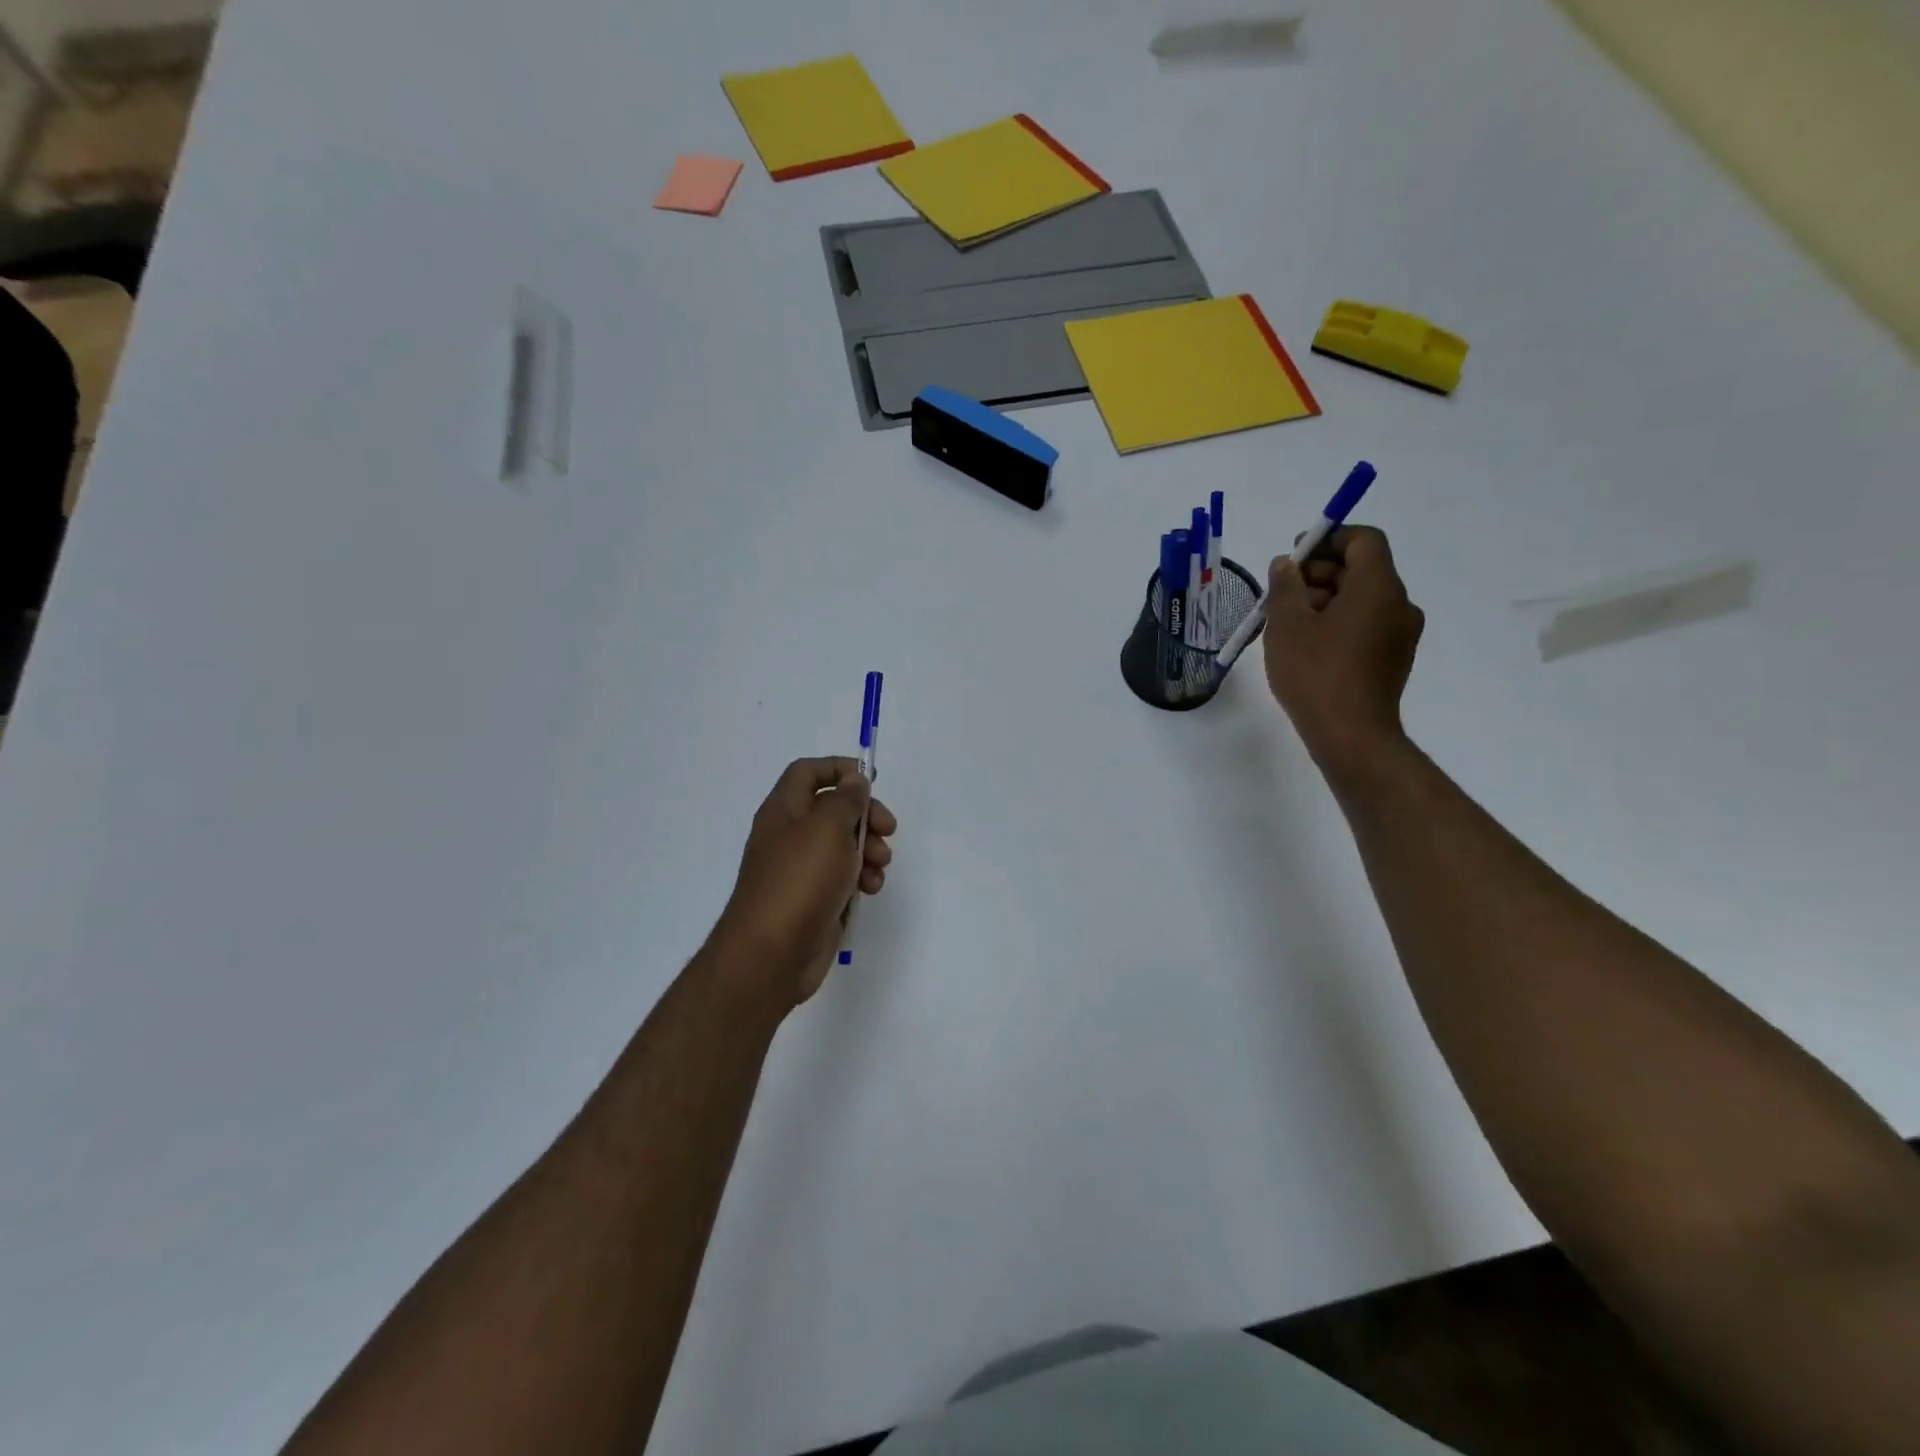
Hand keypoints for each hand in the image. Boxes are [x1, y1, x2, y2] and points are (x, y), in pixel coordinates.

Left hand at [711, 757, 896, 1009]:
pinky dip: (861, 878)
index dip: (838, 768)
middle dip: (864, 815)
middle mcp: (790, 836)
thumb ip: (845, 799)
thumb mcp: (828, 828)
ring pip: (843, 845)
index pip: (807, 772)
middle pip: (832, 809)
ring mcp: (801, 870)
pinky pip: (843, 877)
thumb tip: (854, 781)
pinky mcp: (814, 899)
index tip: (871, 779)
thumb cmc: (799, 880)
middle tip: (887, 828)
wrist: (772, 954)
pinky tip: (870, 889)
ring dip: (868, 849)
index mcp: (784, 811)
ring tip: (880, 866)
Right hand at [1264, 526, 1424, 778]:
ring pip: (1362, 599)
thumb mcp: (1287, 624)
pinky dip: (1339, 623)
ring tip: (1288, 623)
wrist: (1351, 735)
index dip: (1329, 539)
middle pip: (1362, 569)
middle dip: (1320, 573)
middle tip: (1281, 593)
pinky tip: (1308, 646)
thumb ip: (1285, 586)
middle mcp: (1398, 603)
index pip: (1364, 540)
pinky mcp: (1393, 659)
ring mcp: (1400, 634)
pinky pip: (1366, 624)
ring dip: (1326, 600)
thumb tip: (1287, 565)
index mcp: (1378, 587)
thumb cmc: (1315, 673)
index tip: (1295, 557)